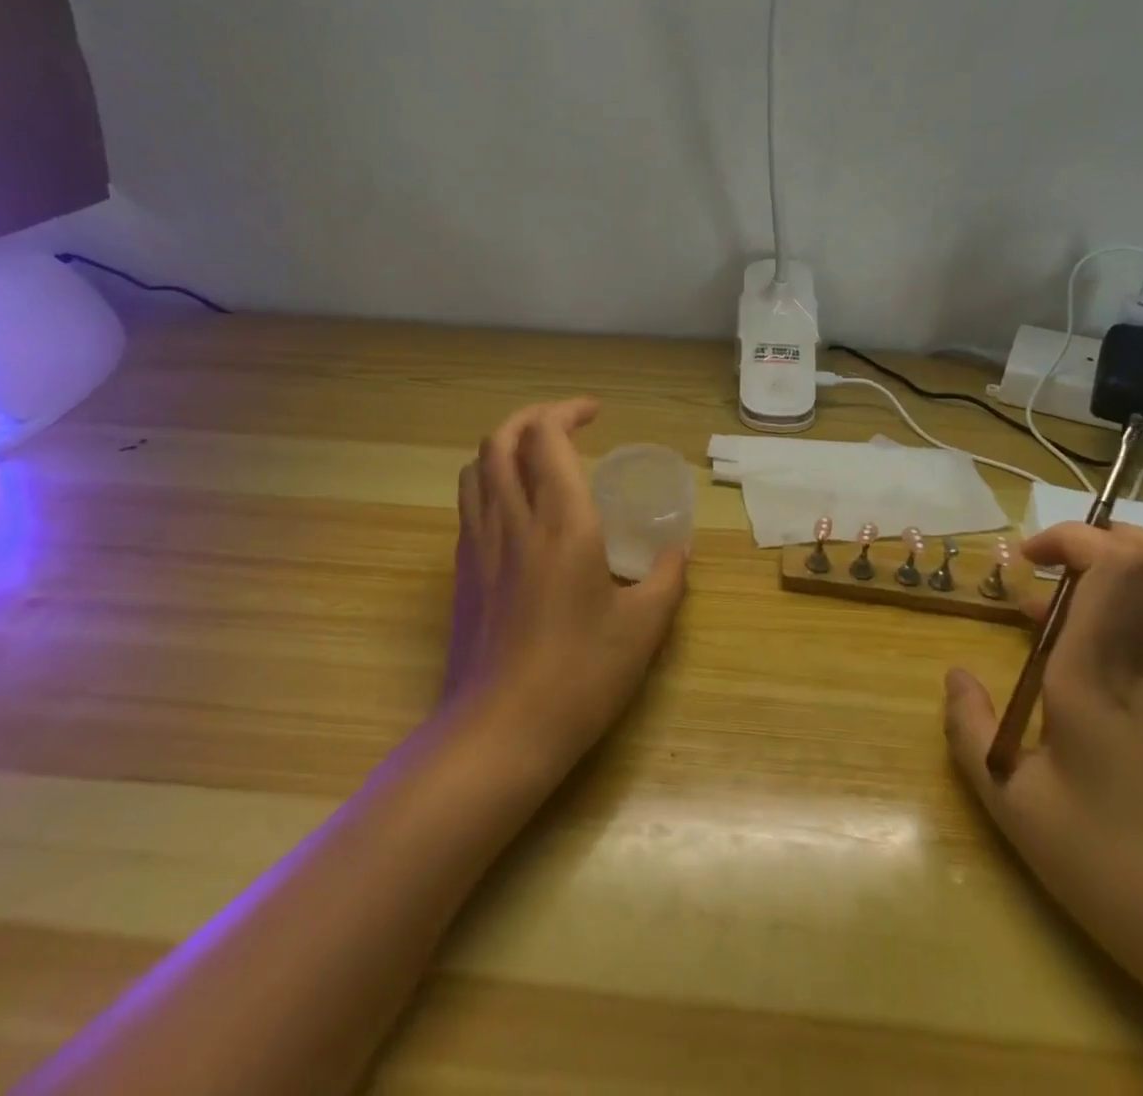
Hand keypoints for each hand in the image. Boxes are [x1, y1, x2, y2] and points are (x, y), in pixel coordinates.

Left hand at [445, 399, 689, 771]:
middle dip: (530, 417)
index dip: (567, 411)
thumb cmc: (581, 675)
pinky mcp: (463, 572)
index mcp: (562, 522)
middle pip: (501, 439)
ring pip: (476, 467)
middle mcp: (513, 520)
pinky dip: (489, 482)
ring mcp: (480, 545)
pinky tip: (515, 509)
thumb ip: (667, 579)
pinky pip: (469, 503)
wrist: (501, 731)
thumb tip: (679, 552)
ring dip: (504, 445)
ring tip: (535, 457)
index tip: (595, 414)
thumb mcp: (643, 628)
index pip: (547, 437)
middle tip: (564, 424)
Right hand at [943, 524, 1142, 1004]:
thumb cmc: (1111, 869)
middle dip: (1101, 537)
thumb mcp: (1013, 805)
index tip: (1028, 562)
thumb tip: (956, 677)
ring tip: (1093, 594)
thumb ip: (970, 731)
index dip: (1070, 538)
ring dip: (1138, 564)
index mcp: (1096, 679)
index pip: (1109, 566)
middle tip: (1056, 567)